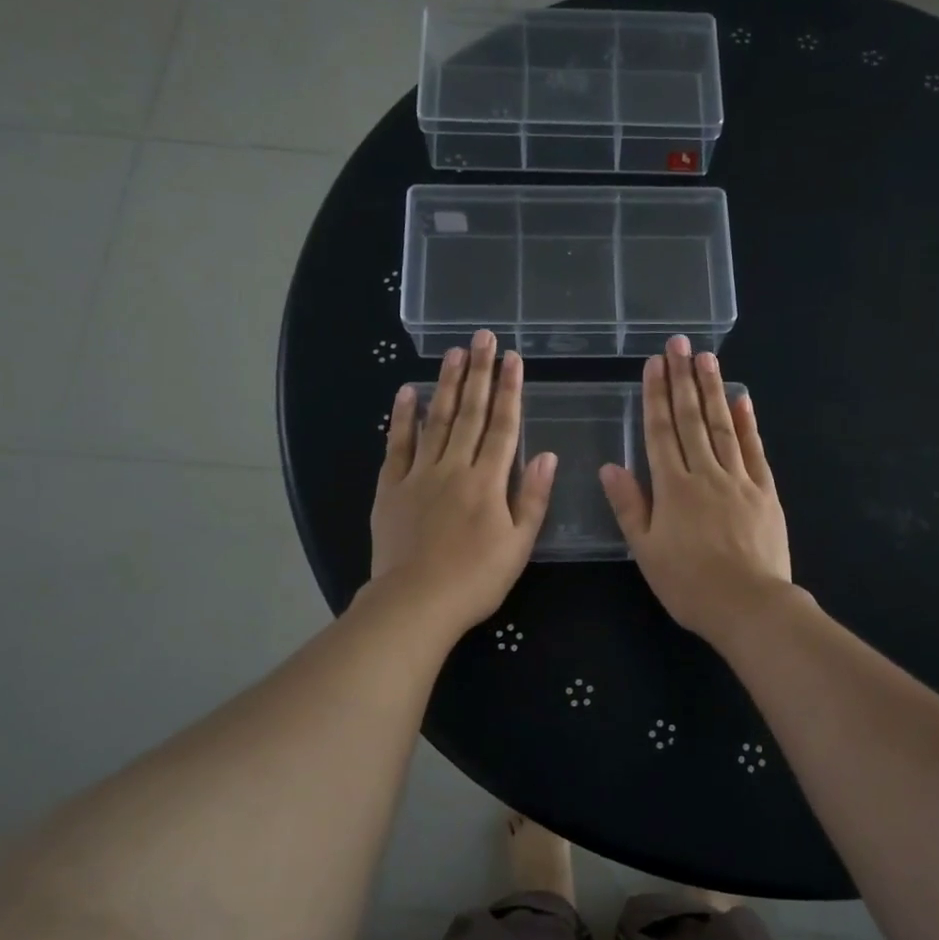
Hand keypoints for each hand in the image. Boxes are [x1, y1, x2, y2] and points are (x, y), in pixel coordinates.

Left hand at [370, 329, 556, 635]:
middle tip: (482, 337)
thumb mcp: (518, 545)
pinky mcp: (392, 487)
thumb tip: (547, 455)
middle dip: (478, 373)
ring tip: (453, 353)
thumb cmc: (475, 579)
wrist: (415, 602)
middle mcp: (455, 467)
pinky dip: (402, 417)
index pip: (504, 426)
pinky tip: (407, 392)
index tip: (513, 359)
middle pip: (470, 413)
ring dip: (447, 385)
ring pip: (436, 420)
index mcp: (488, 481)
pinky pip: (397, 445)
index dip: (510, 390)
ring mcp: (420, 474)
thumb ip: (532, 498)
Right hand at [600, 335, 795, 648]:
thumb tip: (610, 466)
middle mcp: (705, 474)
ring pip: (723, 426)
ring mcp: (739, 480)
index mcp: (673, 488)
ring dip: (713, 390)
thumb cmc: (689, 584)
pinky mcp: (765, 492)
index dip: (655, 396)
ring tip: (707, 358)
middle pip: (691, 420)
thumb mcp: (646, 551)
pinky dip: (748, 423)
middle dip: (683, 379)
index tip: (654, 364)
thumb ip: (629, 506)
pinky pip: (755, 450)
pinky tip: (743, 398)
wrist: (749, 606)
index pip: (660, 432)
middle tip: (680, 343)